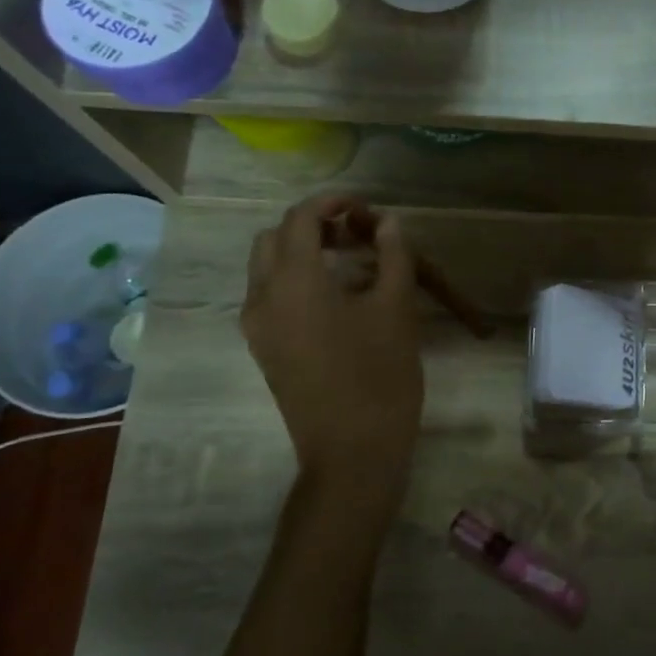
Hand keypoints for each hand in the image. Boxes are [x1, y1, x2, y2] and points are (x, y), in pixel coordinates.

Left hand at [241, 196, 424, 506]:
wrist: (352, 452)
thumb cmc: (380, 376)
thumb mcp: (397, 309)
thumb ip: (392, 257)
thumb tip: (387, 224)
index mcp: (293, 282)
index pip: (300, 219)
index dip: (333, 203)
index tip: (367, 209)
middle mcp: (262, 298)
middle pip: (274, 239)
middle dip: (313, 226)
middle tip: (357, 236)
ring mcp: (258, 327)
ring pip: (267, 269)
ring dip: (302, 253)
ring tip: (351, 264)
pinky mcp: (265, 350)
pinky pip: (270, 297)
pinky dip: (296, 280)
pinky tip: (338, 298)